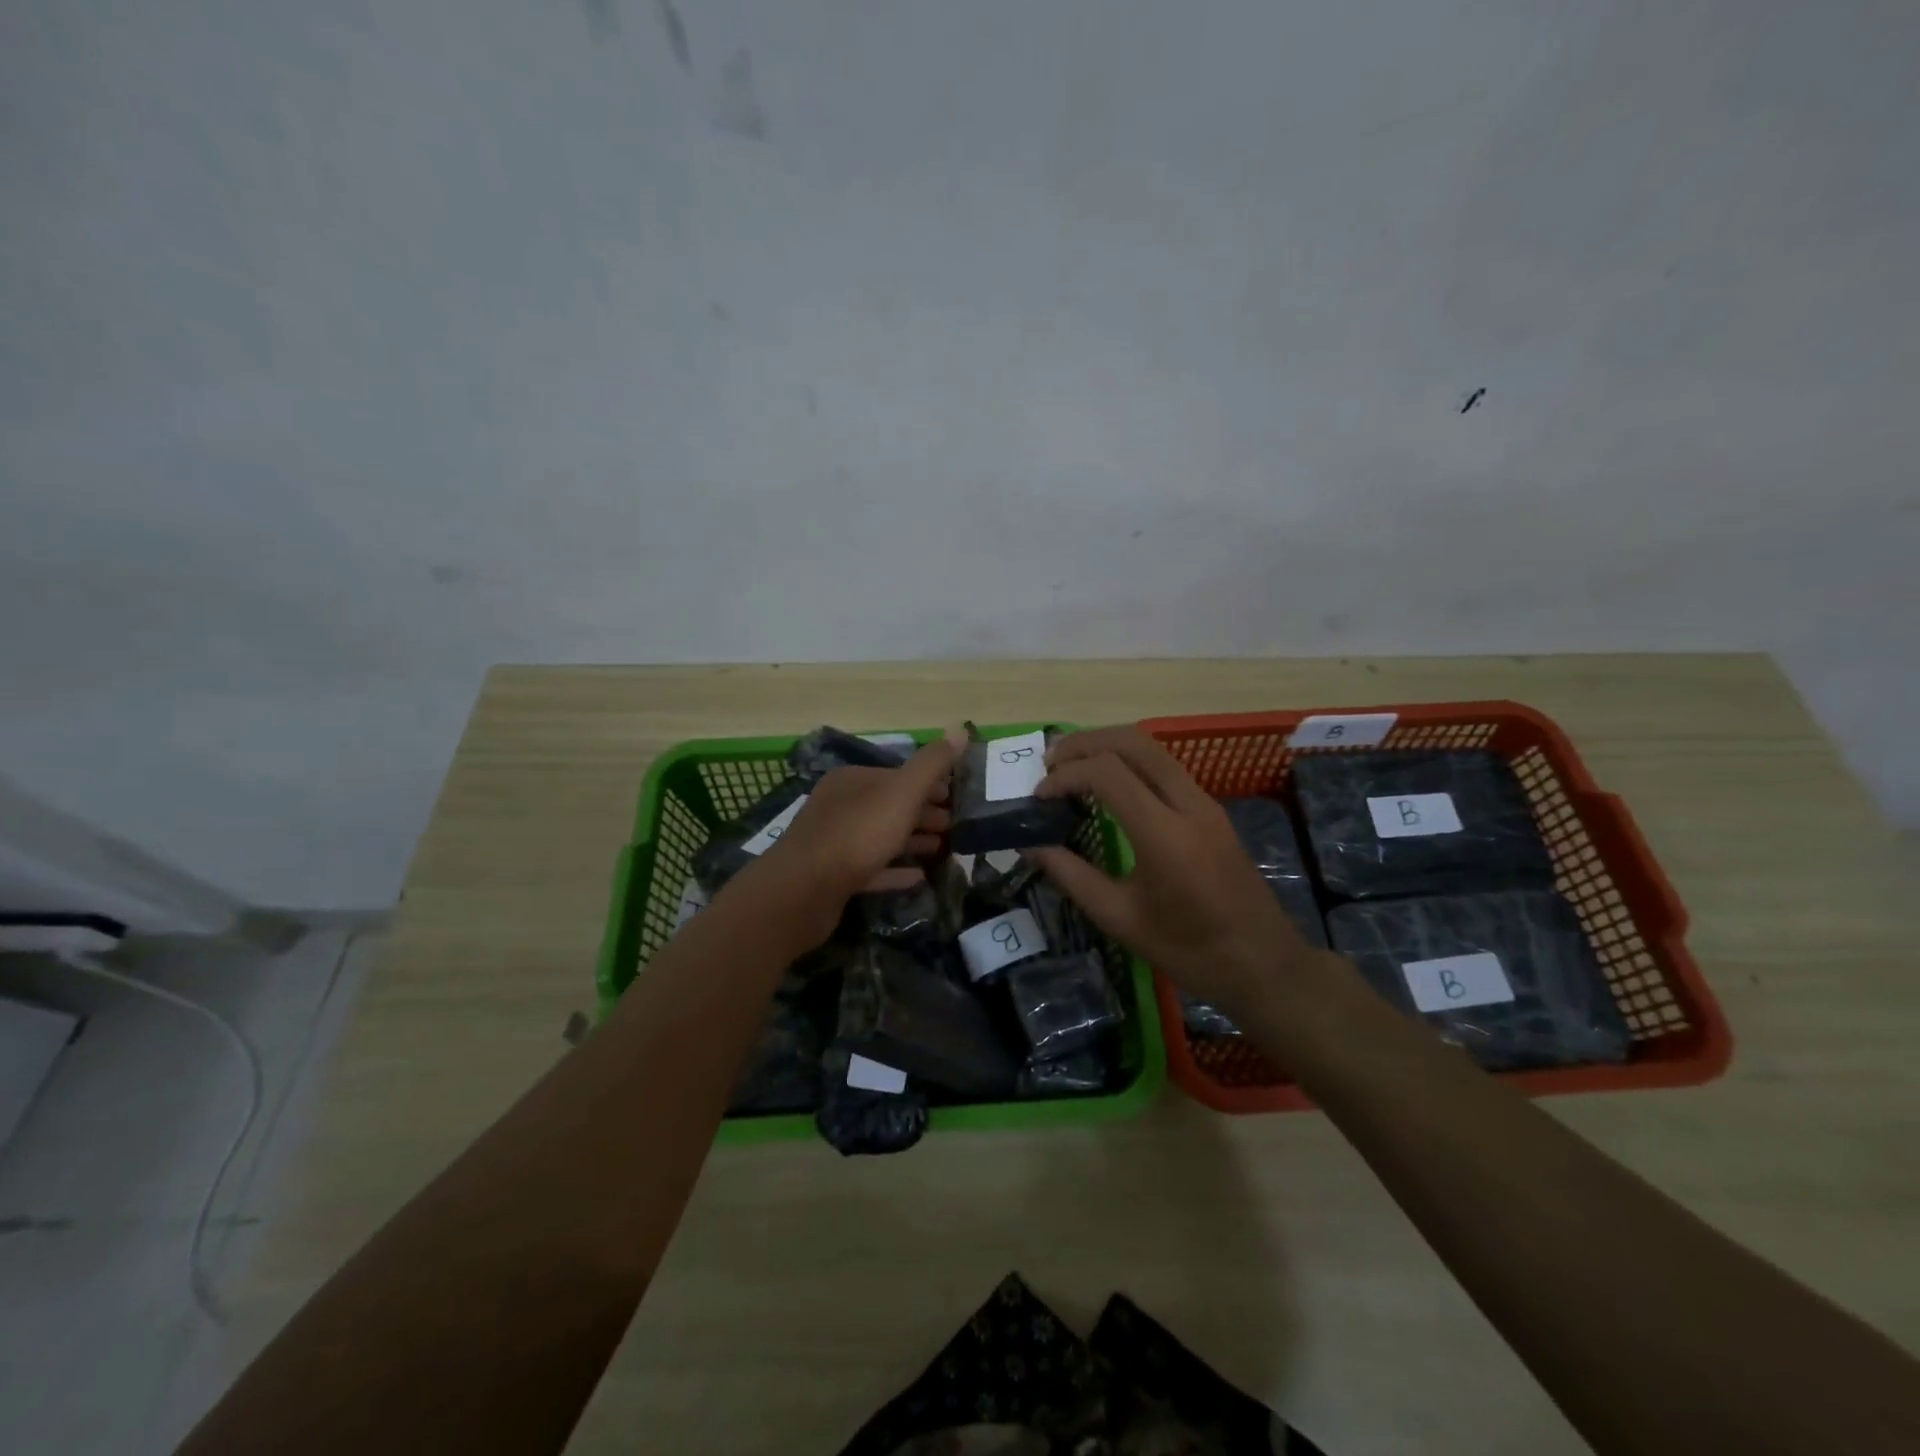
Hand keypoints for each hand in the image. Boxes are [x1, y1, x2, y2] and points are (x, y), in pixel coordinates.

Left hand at [747, 726, 963, 944]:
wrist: (803, 891)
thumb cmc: (857, 833)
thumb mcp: (902, 793)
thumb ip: (932, 764)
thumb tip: (961, 729)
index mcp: (853, 780)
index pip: (898, 775)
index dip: (930, 785)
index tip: (957, 799)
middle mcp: (841, 805)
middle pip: (890, 805)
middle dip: (924, 813)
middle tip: (956, 826)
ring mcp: (834, 842)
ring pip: (882, 836)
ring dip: (913, 840)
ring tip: (944, 849)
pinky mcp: (833, 876)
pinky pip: (872, 868)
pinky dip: (895, 870)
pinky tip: (919, 877)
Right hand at [1027, 727, 1321, 1018]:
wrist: (1263, 965)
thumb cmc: (1188, 950)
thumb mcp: (1119, 919)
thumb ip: (1071, 875)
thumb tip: (1031, 846)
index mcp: (1164, 834)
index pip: (1107, 773)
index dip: (1065, 776)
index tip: (1038, 797)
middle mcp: (1188, 804)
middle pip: (1132, 742)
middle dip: (1084, 743)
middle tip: (1049, 763)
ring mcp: (1205, 803)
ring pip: (1152, 748)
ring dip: (1107, 747)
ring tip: (1071, 767)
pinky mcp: (1211, 810)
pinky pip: (1165, 767)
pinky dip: (1128, 761)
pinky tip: (1107, 786)